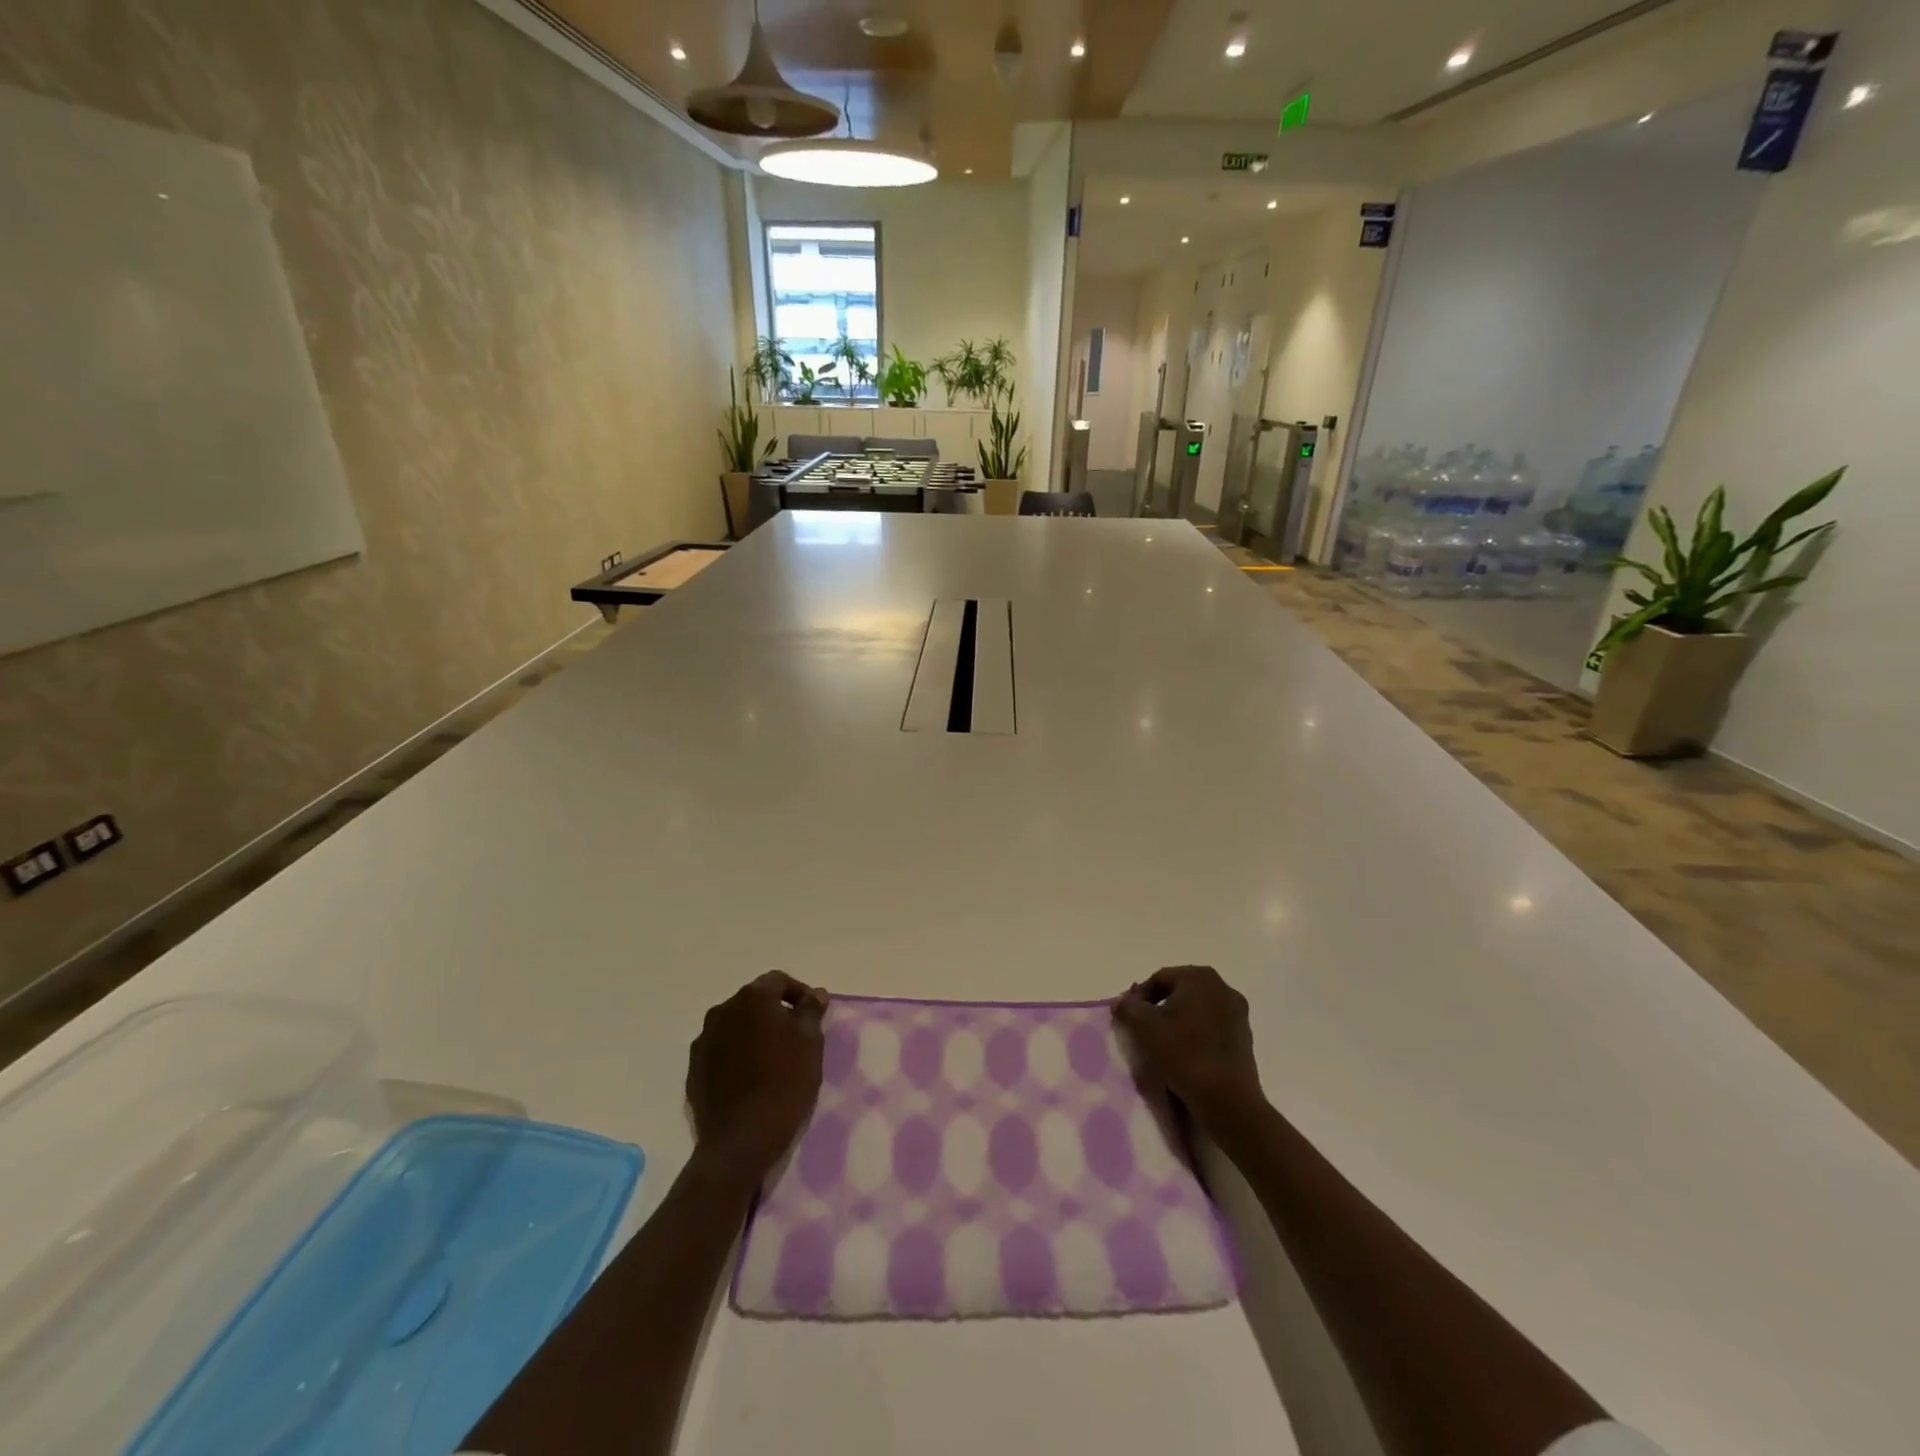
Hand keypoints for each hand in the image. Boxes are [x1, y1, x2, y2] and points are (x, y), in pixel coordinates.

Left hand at [687, 972, 828, 1179]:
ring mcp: (704, 1041)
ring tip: (773, 1059)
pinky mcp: (694, 1070)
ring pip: (736, 1026)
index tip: (813, 1015)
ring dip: (754, 1034)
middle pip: (754, 1001)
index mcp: (752, 998)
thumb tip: (815, 993)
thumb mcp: (810, 1043)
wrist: (740, 1140)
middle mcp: (722, 1011)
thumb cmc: (784, 1083)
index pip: (778, 981)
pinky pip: (721, 1051)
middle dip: (775, 1013)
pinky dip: (737, 1055)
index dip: (799, 993)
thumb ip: (811, 1011)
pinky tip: (751, 1078)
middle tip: (796, 1038)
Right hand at [1113, 966, 1265, 1134]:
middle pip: (1179, 992)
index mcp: (1200, 977)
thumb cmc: (1183, 1052)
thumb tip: (1121, 1001)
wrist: (1226, 1099)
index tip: (1129, 1018)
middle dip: (1159, 1008)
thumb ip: (1127, 1007)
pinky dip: (1196, 1036)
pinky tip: (1185, 1056)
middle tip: (1143, 1030)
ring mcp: (1238, 1014)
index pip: (1159, 978)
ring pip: (1196, 1011)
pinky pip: (1211, 1029)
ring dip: (1177, 1022)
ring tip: (1163, 1045)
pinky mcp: (1245, 1038)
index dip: (1139, 997)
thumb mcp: (1143, 1026)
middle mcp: (1223, 988)